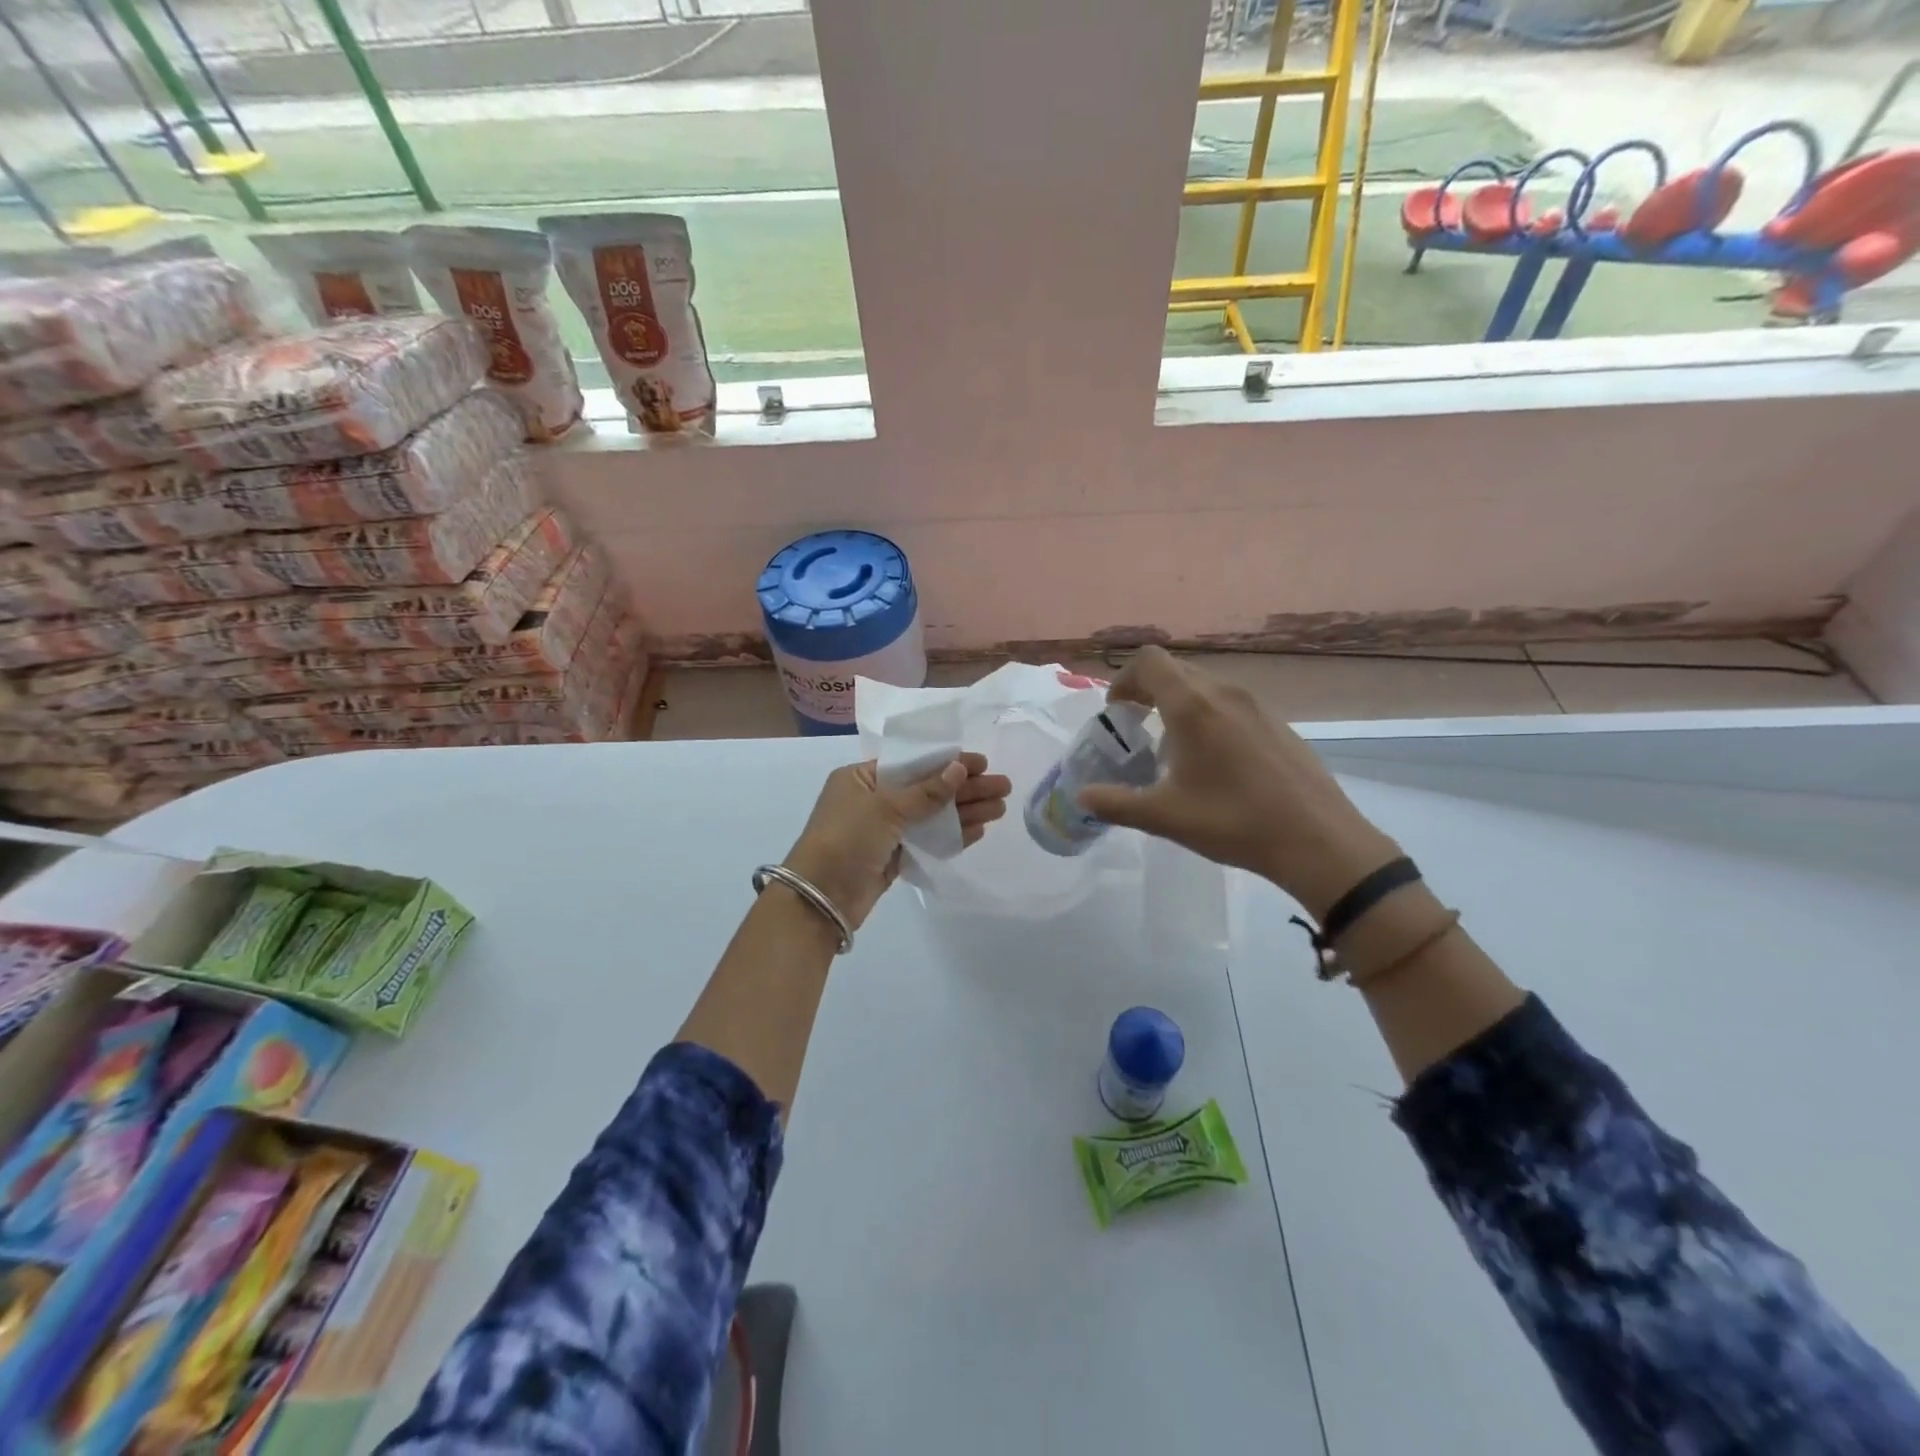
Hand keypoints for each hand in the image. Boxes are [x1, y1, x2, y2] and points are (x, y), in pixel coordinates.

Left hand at [782, 753, 1011, 928]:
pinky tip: (979, 830)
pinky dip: (952, 834)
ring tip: (1000, 809)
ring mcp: (884, 830)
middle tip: (1003, 787)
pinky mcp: (893, 856)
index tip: (982, 764)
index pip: (913, 763)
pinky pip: (927, 839)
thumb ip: (926, 791)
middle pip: (928, 788)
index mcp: (861, 777)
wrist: (820, 899)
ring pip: (931, 815)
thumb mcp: (885, 808)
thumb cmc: (845, 840)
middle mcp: (873, 799)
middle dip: (965, 788)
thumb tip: (959, 769)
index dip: (948, 762)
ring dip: (965, 811)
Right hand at [1077, 647, 1399, 917]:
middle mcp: (1224, 693)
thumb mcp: (1165, 817)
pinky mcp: (1278, 723)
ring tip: (1173, 748)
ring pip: (1205, 686)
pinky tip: (1216, 763)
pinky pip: (1231, 704)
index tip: (1117, 712)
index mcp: (1193, 707)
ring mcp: (1257, 705)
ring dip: (1179, 704)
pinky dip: (1209, 716)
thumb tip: (1082, 797)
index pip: (1149, 662)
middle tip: (1136, 728)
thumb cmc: (1234, 822)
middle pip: (1175, 671)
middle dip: (1147, 691)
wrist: (1319, 841)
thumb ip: (1116, 803)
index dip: (1124, 679)